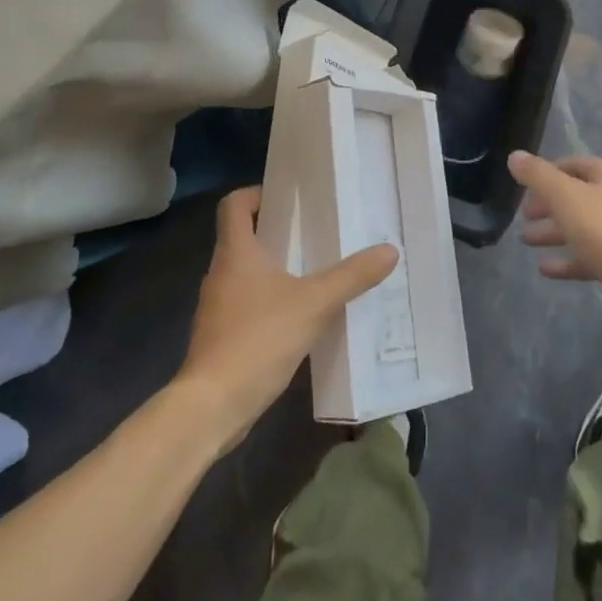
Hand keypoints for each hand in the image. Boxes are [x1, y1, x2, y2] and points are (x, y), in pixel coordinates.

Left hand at [176, 186, 397, 452]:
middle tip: (317, 233)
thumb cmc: (257, 339)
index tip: (289, 199)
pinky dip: (272, 302)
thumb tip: (389, 250)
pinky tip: (302, 317)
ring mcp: (218, 307)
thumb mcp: (313, 304)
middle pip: (243, 237)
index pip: (233, 205)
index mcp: (235, 253)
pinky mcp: (222, 337)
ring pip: (247, 274)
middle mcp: (221, 273)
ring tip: (316, 273)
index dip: (257, 194)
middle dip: (278, 232)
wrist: (211, 406)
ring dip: (276, 269)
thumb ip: (351, 277)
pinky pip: (248, 305)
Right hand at [509, 150, 601, 335]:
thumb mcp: (565, 196)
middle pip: (575, 197)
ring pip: (579, 228)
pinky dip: (565, 261)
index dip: (547, 172)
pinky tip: (543, 268)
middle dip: (547, 205)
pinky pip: (586, 257)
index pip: (573, 165)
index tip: (523, 185)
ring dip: (552, 232)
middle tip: (523, 215)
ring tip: (524, 240)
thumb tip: (514, 155)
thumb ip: (538, 175)